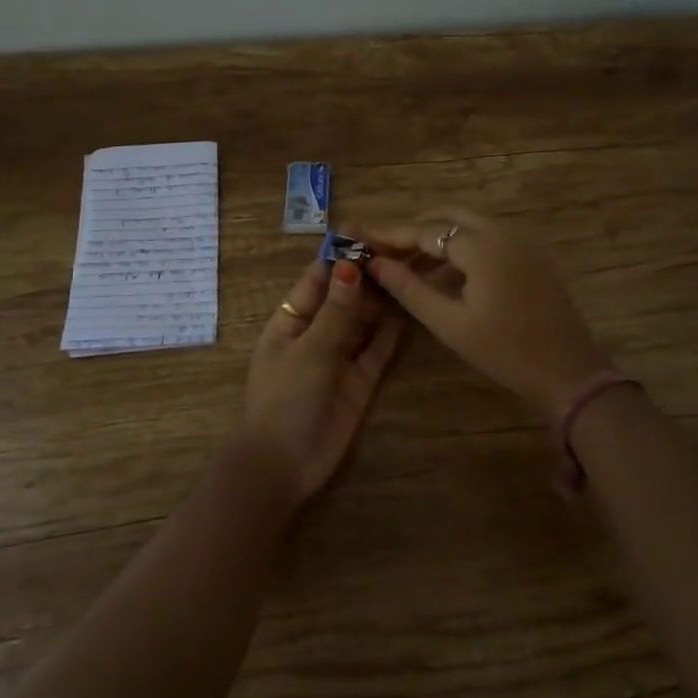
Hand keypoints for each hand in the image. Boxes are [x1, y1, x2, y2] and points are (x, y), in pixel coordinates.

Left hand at [240, 258, 405, 507]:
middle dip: (369, 276)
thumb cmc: (286, 398)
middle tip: (403, 250)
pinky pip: (378, 349)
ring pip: (365, 321)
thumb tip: (350, 266)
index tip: (368, 232)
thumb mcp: (311, 348)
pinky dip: (392, 331)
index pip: (317, 279)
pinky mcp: (360, 380)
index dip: (340, 256)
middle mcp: (317, 333)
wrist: (284, 465)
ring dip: (384, 300)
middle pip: (345, 297)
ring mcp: (340, 357)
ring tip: (413, 271)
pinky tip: (411, 309)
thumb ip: (337, 310)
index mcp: (292, 320)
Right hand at [358, 207, 609, 418]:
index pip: (426, 230)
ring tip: (406, 264)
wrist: (569, 370)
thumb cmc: (505, 351)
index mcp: (482, 245)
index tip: (362, 239)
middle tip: (385, 251)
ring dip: (438, 238)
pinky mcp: (532, 254)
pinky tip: (442, 272)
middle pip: (448, 217)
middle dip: (415, 230)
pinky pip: (488, 238)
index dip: (392, 234)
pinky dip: (461, 247)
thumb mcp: (450, 323)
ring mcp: (521, 240)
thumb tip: (375, 264)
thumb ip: (410, 288)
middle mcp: (503, 231)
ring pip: (469, 225)